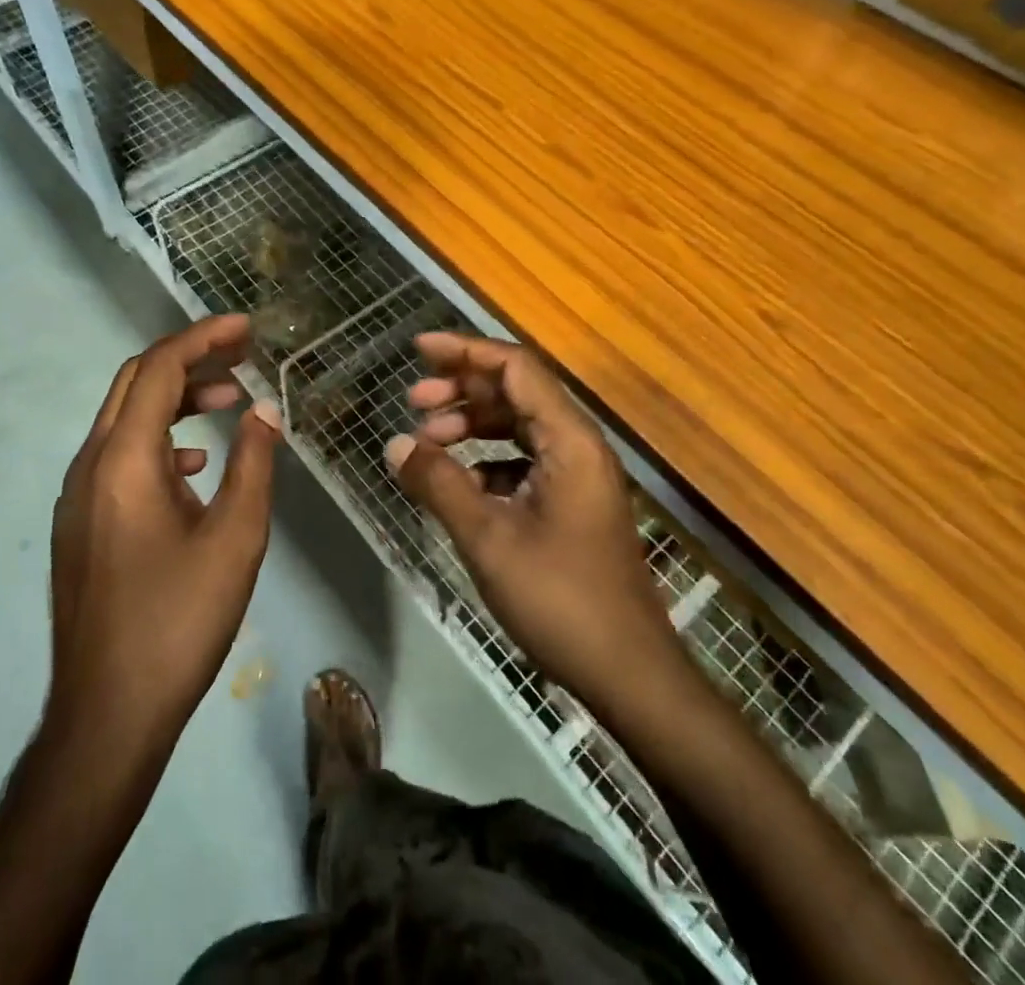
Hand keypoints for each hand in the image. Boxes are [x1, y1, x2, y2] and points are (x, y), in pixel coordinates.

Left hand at [47, 315, 281, 758]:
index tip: (246, 328)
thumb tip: (265, 413)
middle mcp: (90, 465)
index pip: (160, 368)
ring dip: (177, 400)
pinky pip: (120, 456)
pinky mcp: (81, 523)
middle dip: (190, 360)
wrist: (107, 714)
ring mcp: (79, 496)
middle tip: (242, 356)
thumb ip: (253, 465)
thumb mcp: (235, 539)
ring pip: (127, 419)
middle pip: (137, 383)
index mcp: (123, 459)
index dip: (204, 338)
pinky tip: (196, 466)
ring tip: (230, 402)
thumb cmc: (177, 622)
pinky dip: (161, 440)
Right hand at [386, 333, 688, 712]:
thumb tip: (395, 444)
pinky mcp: (572, 504)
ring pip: (518, 427)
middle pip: (516, 392)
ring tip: (428, 442)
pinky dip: (486, 461)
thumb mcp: (489, 538)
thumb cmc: (561, 600)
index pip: (515, 367)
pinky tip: (458, 484)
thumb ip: (439, 484)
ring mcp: (578, 476)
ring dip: (472, 425)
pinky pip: (524, 461)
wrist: (629, 674)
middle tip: (414, 401)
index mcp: (569, 440)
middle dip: (462, 388)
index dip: (466, 351)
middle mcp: (578, 446)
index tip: (419, 350)